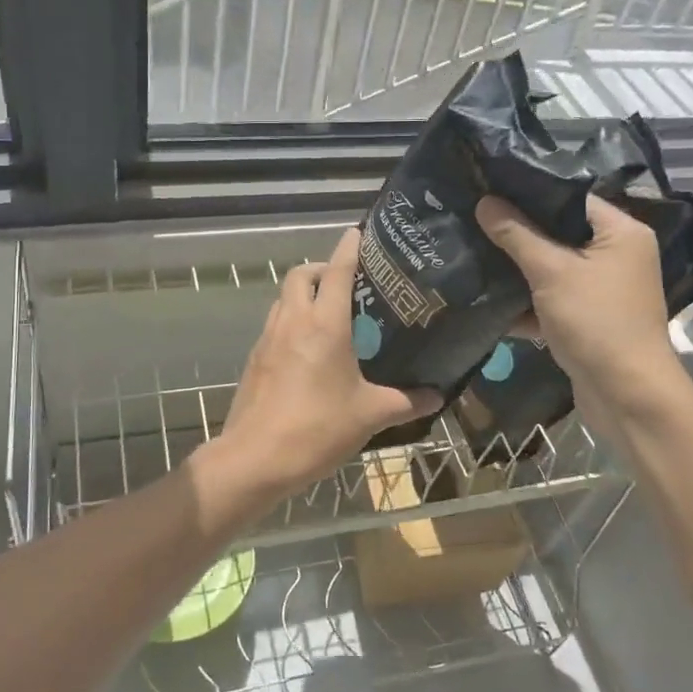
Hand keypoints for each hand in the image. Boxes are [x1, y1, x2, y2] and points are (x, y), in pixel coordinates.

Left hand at [199, 229, 438, 513]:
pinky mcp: (255, 359)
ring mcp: (268, 338)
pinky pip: (274, 324)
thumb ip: (406, 402)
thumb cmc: (317, 429)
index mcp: (324, 324)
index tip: (358, 233)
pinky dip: (291, 321)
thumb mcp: (369, 415)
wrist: (255, 459)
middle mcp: (293, 321)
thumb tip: (438, 396)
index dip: (348, 248)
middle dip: (321, 269)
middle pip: (300, 275)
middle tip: (347, 284)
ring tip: (329, 314)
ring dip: (303, 294)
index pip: (336, 271)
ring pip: (283, 298)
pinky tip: (307, 349)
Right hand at [475, 194, 689, 433]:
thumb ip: (517, 235)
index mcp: (621, 233)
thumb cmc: (596, 322)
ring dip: (517, 269)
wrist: (627, 397)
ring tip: (473, 252)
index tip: (489, 187)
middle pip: (559, 233)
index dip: (530, 192)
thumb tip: (484, 202)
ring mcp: (603, 290)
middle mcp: (617, 256)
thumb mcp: (551, 272)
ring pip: (552, 268)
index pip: (571, 198)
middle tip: (474, 218)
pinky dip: (526, 303)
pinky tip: (487, 300)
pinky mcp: (588, 320)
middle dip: (517, 232)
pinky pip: (551, 300)